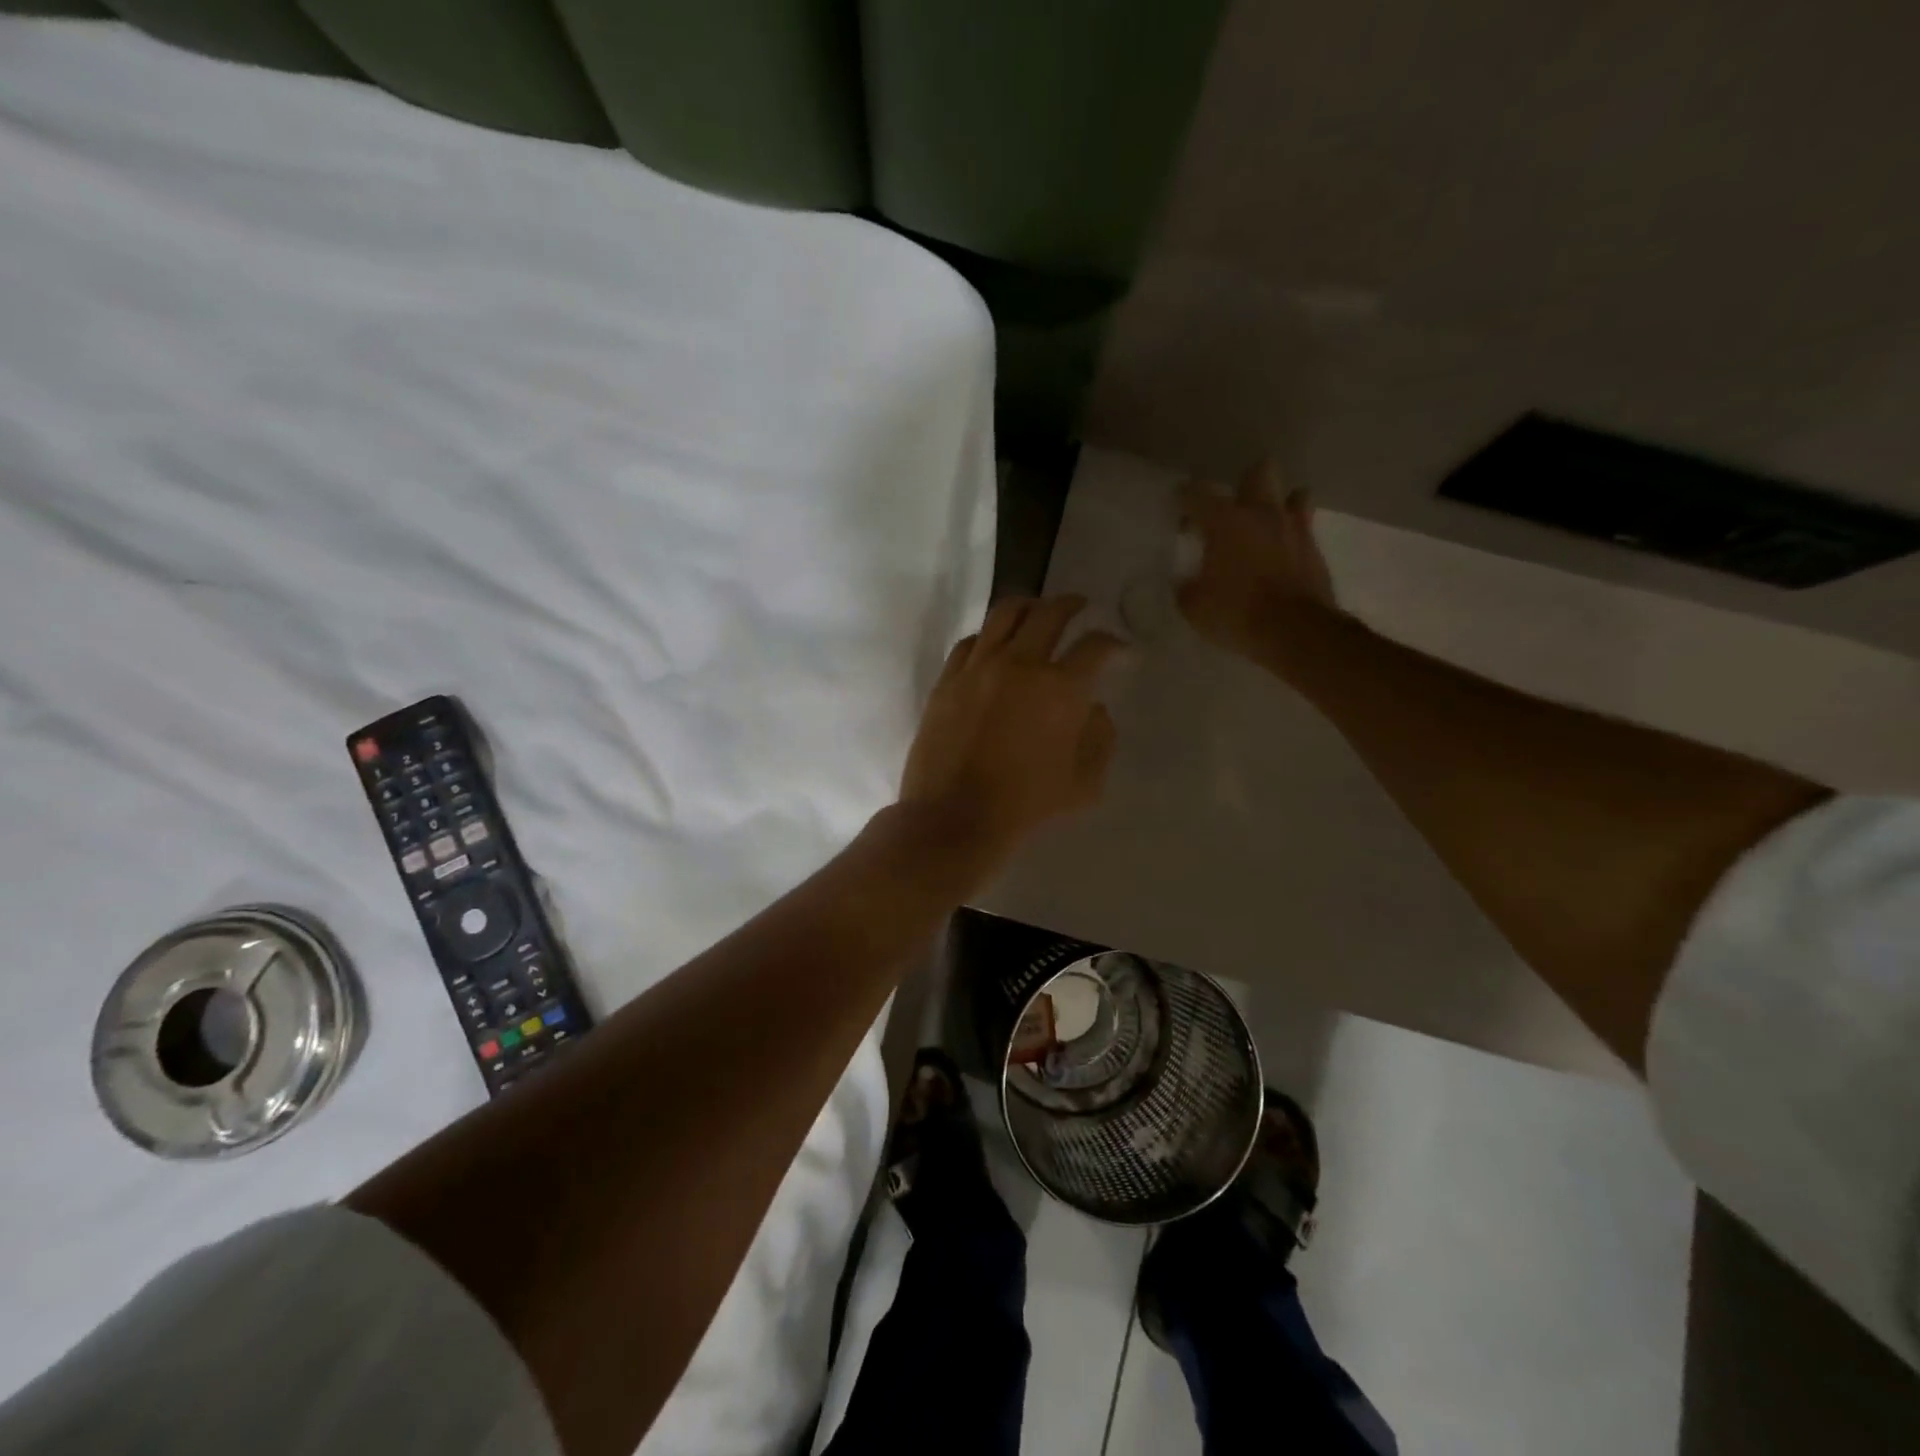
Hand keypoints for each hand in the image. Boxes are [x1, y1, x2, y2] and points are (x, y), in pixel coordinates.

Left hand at [900, 595, 1123, 864]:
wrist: (954, 818)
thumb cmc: (1025, 806)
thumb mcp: (1084, 784)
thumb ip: (1100, 739)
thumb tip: (1095, 709)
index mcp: (1060, 689)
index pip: (1096, 646)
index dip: (1116, 644)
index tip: (1121, 651)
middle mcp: (1020, 665)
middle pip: (1050, 614)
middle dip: (1072, 605)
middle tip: (1080, 606)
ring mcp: (978, 668)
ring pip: (1005, 614)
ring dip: (1029, 606)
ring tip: (1037, 610)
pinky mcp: (948, 679)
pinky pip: (970, 641)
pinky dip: (989, 635)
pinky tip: (995, 643)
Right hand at [1177, 460, 1340, 661]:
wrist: (1295, 631)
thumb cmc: (1236, 614)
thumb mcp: (1194, 607)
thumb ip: (1186, 587)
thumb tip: (1186, 582)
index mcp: (1224, 521)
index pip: (1197, 492)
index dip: (1185, 498)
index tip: (1179, 510)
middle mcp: (1261, 513)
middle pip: (1259, 471)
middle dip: (1245, 484)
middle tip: (1232, 511)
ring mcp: (1294, 527)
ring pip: (1294, 494)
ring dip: (1279, 505)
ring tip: (1265, 527)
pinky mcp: (1315, 548)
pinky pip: (1305, 528)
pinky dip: (1293, 535)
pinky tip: (1282, 553)